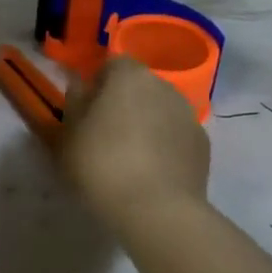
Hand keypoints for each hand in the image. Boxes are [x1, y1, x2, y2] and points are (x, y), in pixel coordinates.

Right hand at [59, 56, 211, 229]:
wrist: (156, 209)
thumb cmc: (101, 164)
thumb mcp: (68, 134)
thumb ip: (73, 102)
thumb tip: (78, 85)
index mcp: (129, 76)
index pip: (112, 63)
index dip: (98, 82)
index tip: (85, 108)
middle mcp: (164, 86)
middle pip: (139, 86)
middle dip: (123, 102)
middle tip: (104, 132)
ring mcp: (188, 115)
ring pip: (160, 110)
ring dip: (146, 123)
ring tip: (128, 157)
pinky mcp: (203, 145)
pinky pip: (176, 136)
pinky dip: (165, 146)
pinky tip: (151, 173)